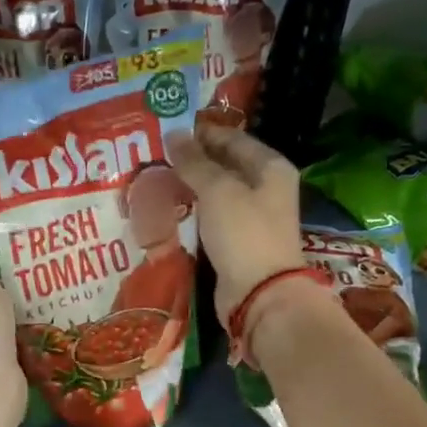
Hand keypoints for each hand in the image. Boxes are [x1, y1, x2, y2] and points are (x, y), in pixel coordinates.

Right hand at [166, 122, 305, 322]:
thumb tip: (174, 134)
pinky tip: (168, 209)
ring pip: (216, 193)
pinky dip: (192, 212)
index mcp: (270, 167)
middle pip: (225, 165)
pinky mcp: (237, 242)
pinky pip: (211, 218)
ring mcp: (252, 217)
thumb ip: (194, 162)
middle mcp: (266, 188)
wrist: (260, 294)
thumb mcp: (217, 190)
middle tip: (155, 155)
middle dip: (192, 161)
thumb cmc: (244, 233)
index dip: (201, 133)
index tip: (167, 132)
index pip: (233, 139)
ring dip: (189, 187)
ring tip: (155, 179)